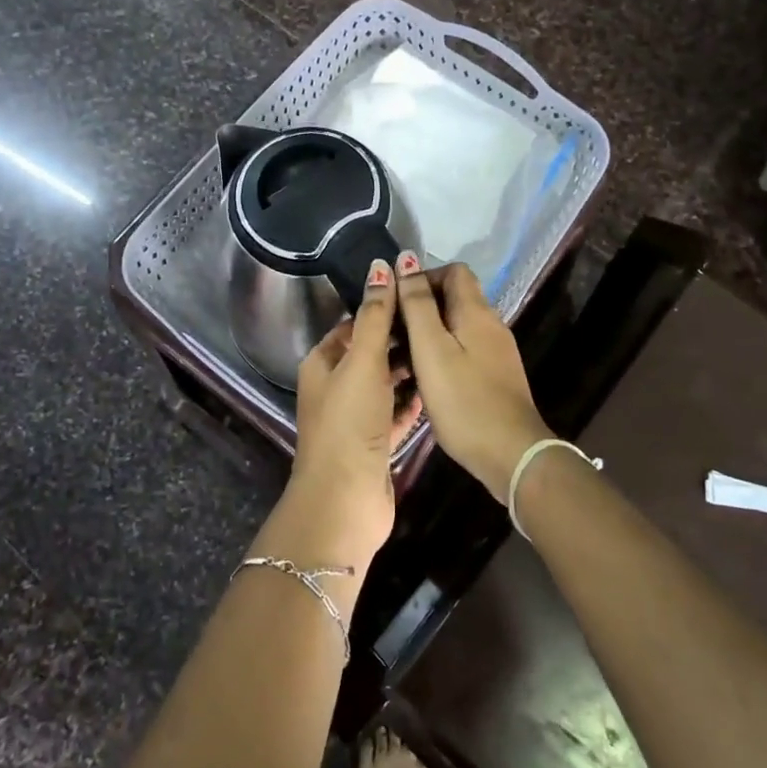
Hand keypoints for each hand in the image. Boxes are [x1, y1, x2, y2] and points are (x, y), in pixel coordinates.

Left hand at [289, 259, 424, 565]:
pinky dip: (412, 401)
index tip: (417, 296)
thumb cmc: (349, 422)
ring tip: (444, 350)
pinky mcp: (374, 443)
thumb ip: (375, 316)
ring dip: (409, 369)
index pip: (353, 324)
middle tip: (438, 322)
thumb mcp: (362, 361)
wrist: (344, 500)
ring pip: (385, 383)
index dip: (382, 308)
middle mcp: (335, 387)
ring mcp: (355, 418)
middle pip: (370, 353)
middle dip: (400, 339)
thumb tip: (381, 267)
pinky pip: (396, 412)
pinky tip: (437, 388)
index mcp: (322, 364)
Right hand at [394, 255, 552, 503]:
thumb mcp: (431, 349)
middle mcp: (491, 323)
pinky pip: (464, 349)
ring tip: (400, 357)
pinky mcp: (496, 375)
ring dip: (428, 332)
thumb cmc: (464, 399)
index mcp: (476, 311)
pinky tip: (425, 378)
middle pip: (455, 297)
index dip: (423, 277)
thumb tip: (406, 259)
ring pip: (457, 326)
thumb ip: (417, 303)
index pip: (453, 271)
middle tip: (392, 332)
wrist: (512, 455)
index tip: (396, 302)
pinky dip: (442, 353)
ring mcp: (496, 351)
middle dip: (421, 306)